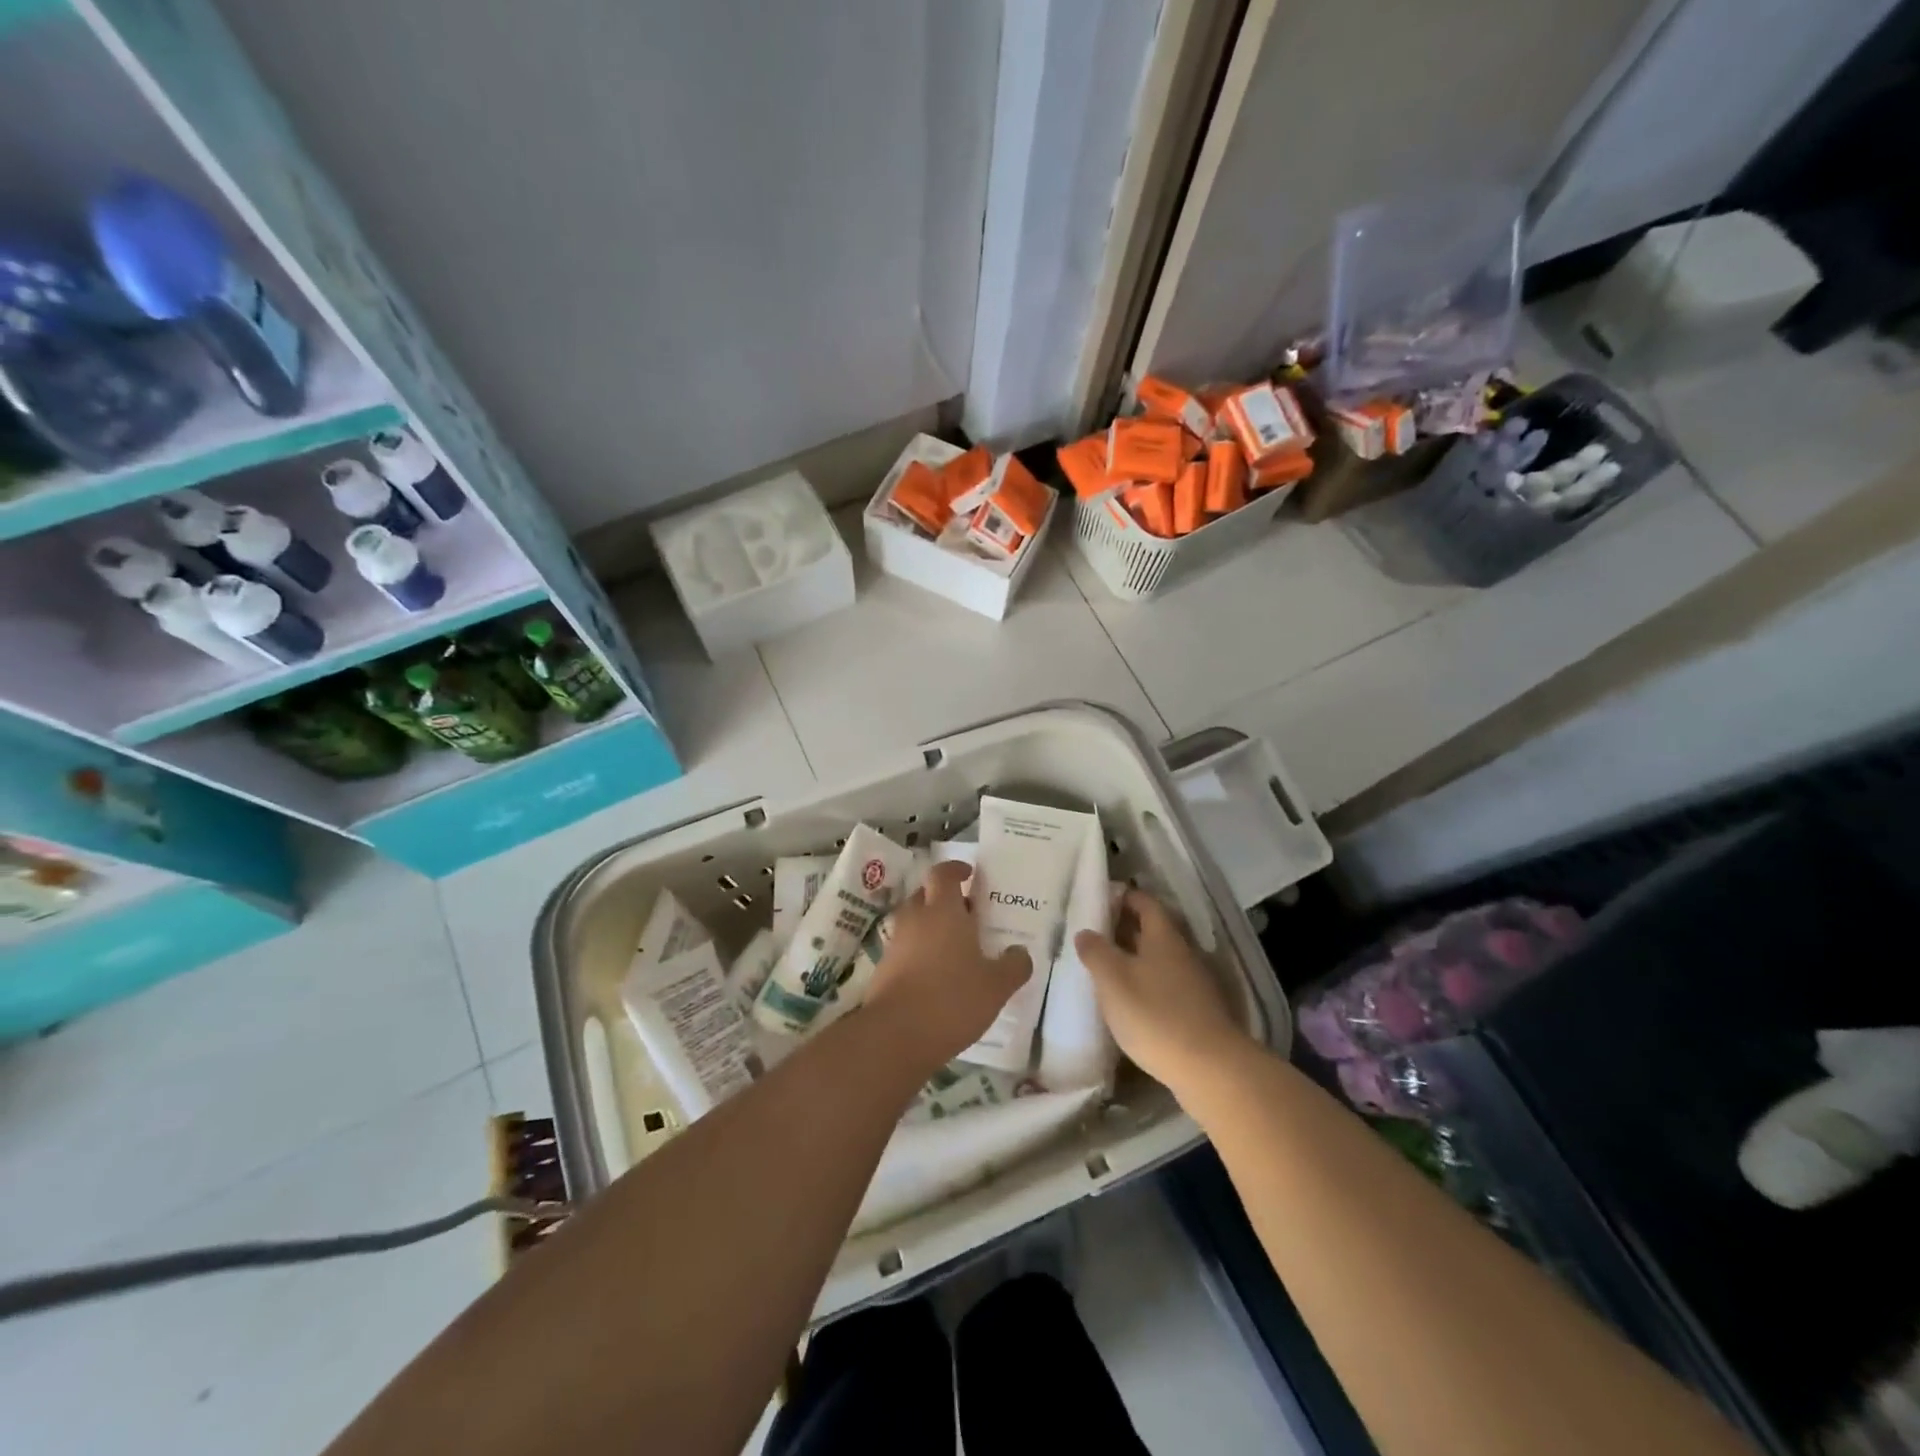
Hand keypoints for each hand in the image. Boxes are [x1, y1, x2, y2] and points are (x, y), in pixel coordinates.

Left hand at [867, 861, 1029, 1070]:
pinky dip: (919, 953)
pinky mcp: (883, 969)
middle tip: (968, 915)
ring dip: (931, 927)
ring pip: (914, 922)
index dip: (955, 869)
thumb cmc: (952, 999)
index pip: (943, 873)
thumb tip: (1020, 953)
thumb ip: (1013, 966)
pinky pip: (905, 949)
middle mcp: (915, 919)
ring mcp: (895, 944)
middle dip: (944, 899)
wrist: (895, 1036)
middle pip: (925, 895)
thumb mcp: (996, 986)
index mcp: (942, 910)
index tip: (969, 874)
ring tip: (956, 949)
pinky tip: (938, 976)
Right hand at [1074, 888, 1252, 1095]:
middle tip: (1094, 934)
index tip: (1099, 900)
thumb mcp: (1113, 979)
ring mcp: (1194, 983)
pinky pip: (1166, 985)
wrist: (1210, 1068)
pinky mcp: (1197, 1011)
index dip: (1123, 897)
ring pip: (1159, 959)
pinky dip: (1146, 983)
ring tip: (1105, 967)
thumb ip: (1096, 952)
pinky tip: (1128, 1000)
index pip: (1145, 902)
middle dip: (1125, 928)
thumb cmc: (1155, 1014)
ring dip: (1134, 958)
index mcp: (1164, 936)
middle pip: (1153, 930)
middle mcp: (1183, 953)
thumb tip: (1085, 931)